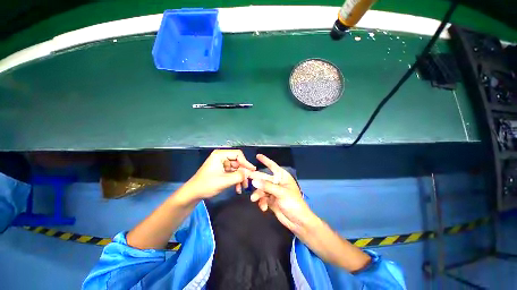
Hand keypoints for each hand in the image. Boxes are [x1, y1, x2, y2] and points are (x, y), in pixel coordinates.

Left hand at [184, 149, 255, 199]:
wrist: (193, 194)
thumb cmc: (206, 185)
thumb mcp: (224, 181)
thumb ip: (239, 176)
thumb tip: (250, 173)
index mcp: (220, 155)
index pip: (238, 154)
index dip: (246, 162)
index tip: (252, 171)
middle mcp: (222, 157)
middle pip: (238, 162)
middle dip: (243, 172)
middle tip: (249, 181)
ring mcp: (222, 163)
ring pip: (236, 168)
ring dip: (240, 178)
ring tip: (243, 187)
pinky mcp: (222, 170)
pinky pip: (232, 173)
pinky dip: (236, 179)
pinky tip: (238, 188)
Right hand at [249, 154, 317, 235]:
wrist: (298, 221)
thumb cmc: (293, 203)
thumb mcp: (281, 193)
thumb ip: (267, 186)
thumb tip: (253, 180)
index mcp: (282, 177)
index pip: (273, 166)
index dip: (265, 160)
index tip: (258, 155)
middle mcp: (277, 182)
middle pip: (264, 178)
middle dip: (256, 179)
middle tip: (246, 178)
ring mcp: (273, 192)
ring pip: (261, 189)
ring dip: (258, 194)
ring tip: (254, 199)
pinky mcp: (270, 200)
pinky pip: (262, 198)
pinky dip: (262, 202)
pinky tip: (263, 208)